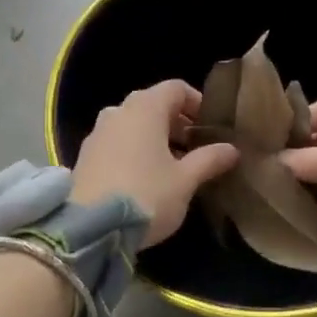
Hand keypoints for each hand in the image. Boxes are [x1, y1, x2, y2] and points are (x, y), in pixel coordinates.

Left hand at [69, 80, 238, 248]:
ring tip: (172, 166)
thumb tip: (231, 148)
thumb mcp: (185, 180)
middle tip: (195, 149)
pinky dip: (134, 148)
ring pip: (133, 123)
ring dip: (155, 137)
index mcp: (145, 107)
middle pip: (153, 104)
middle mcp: (119, 110)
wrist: (91, 228)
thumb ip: (209, 159)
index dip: (196, 102)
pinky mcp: (85, 154)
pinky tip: (144, 177)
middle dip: (177, 122)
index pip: (176, 88)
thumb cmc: (146, 195)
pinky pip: (117, 140)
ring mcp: (98, 131)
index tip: (210, 127)